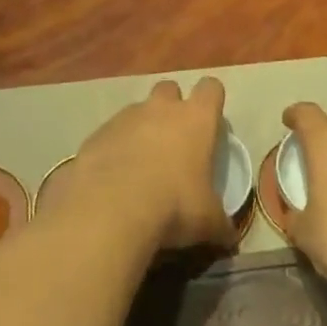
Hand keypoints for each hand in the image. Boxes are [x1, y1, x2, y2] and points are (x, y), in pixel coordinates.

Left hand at [56, 78, 235, 254]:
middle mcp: (160, 108)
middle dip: (172, 107)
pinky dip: (114, 149)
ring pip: (137, 111)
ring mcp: (124, 118)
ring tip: (141, 165)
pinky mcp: (96, 135)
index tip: (211, 121)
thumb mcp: (208, 221)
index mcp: (195, 119)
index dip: (212, 100)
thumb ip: (221, 223)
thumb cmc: (173, 206)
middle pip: (169, 89)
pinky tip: (113, 179)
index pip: (210, 88)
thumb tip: (230, 237)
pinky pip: (110, 134)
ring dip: (141, 129)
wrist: (110, 209)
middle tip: (175, 140)